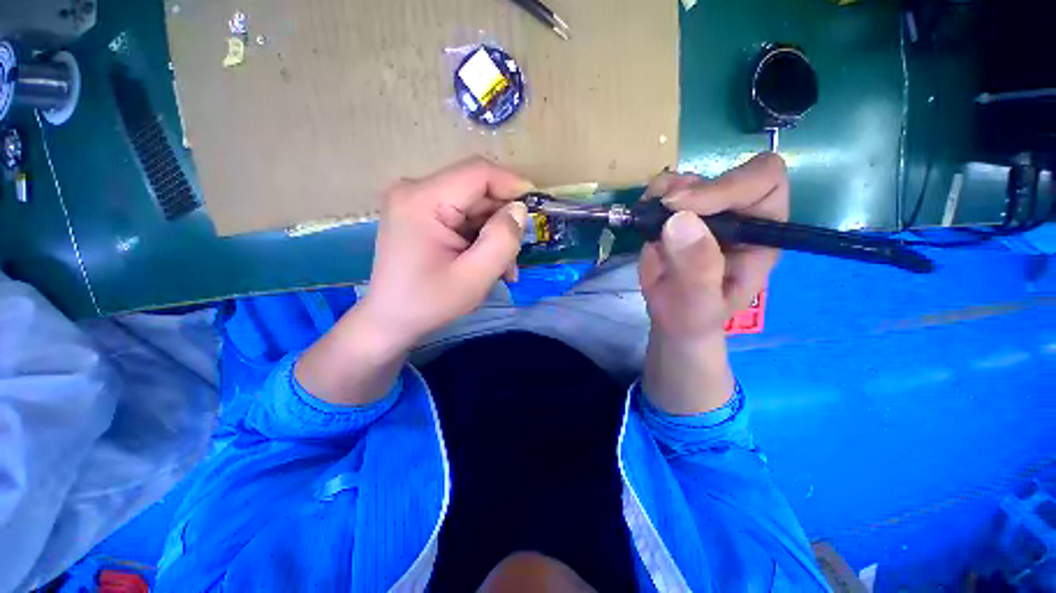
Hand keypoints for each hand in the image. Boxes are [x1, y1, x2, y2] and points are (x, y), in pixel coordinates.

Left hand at [361, 158, 531, 349]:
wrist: (390, 320)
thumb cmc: (428, 303)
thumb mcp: (474, 277)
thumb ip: (502, 241)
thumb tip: (519, 210)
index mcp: (422, 200)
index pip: (478, 173)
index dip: (512, 186)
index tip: (536, 211)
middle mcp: (414, 190)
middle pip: (476, 189)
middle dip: (503, 220)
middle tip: (516, 254)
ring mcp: (415, 200)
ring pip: (473, 204)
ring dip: (493, 232)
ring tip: (503, 267)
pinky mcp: (420, 213)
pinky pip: (461, 215)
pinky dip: (479, 236)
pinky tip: (486, 261)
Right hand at [640, 153, 788, 413]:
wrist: (673, 322)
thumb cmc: (693, 323)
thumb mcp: (697, 307)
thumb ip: (694, 270)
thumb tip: (681, 221)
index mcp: (762, 237)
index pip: (765, 185)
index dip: (729, 185)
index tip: (686, 206)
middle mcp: (739, 218)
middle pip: (728, 173)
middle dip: (694, 186)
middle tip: (662, 209)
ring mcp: (706, 215)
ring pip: (692, 177)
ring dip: (667, 192)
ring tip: (649, 221)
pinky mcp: (678, 218)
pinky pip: (667, 191)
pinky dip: (652, 198)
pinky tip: (644, 220)